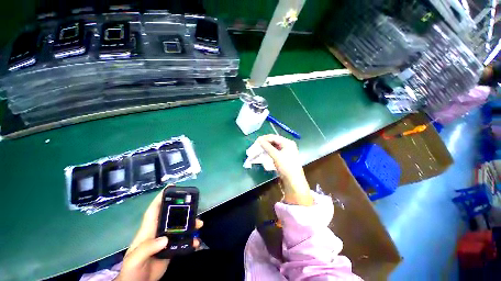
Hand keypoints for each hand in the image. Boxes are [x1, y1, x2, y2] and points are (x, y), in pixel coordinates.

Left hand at [115, 189, 203, 280]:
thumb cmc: (132, 270)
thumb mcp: (135, 259)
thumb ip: (147, 248)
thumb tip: (165, 238)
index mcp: (148, 230)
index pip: (154, 210)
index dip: (161, 197)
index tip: (171, 186)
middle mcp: (158, 231)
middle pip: (172, 215)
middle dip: (183, 209)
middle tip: (194, 206)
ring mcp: (165, 239)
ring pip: (180, 226)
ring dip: (191, 224)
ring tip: (199, 224)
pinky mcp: (171, 248)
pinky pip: (183, 240)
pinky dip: (191, 240)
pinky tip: (196, 242)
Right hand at [257, 135, 312, 205]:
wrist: (293, 182)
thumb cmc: (286, 167)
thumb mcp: (276, 156)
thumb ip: (267, 147)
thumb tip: (259, 140)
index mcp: (288, 143)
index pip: (274, 137)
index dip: (265, 138)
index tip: (256, 141)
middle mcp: (287, 146)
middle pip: (274, 142)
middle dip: (265, 144)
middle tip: (256, 146)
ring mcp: (285, 152)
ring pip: (273, 148)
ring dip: (265, 149)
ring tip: (258, 151)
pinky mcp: (282, 159)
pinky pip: (274, 153)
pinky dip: (268, 154)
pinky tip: (263, 155)